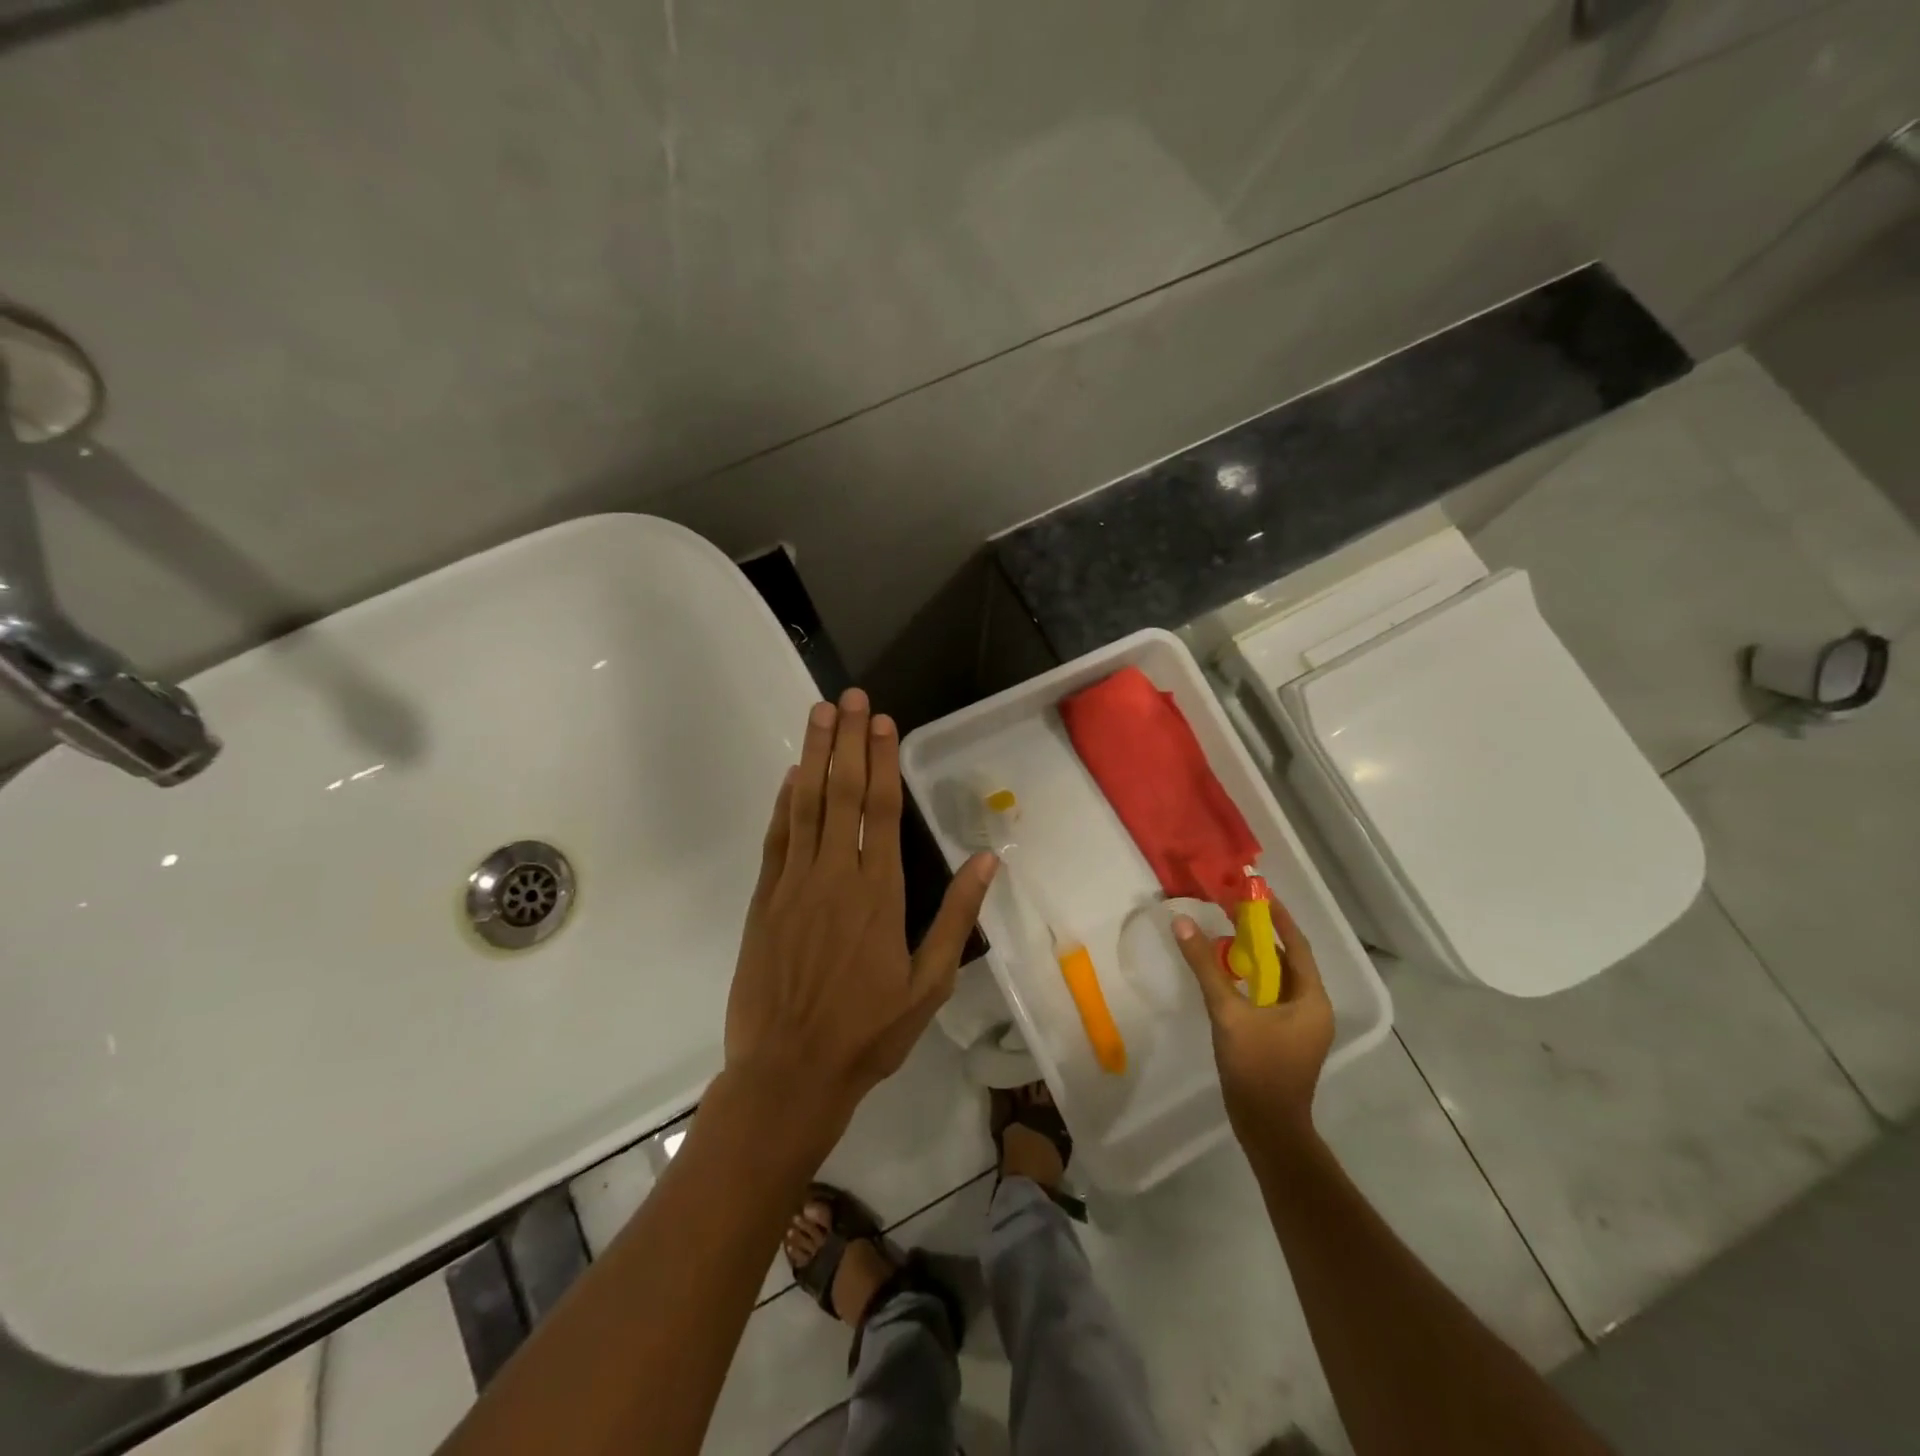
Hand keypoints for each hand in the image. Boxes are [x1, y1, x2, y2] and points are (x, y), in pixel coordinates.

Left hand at [723, 688, 996, 1156]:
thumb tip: (986, 860)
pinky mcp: (764, 900)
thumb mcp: (929, 984)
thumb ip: (956, 917)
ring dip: (815, 756)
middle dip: (848, 740)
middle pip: (843, 793)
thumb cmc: (868, 1032)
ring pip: (807, 805)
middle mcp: (836, 876)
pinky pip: (776, 839)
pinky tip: (792, 775)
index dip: (883, 760)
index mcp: (880, 893)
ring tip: (819, 713)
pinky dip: (784, 803)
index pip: (884, 810)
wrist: (789, 1073)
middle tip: (849, 697)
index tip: (883, 721)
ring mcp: (794, 885)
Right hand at [1175, 900, 1333, 1148]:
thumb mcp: (1227, 1013)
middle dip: (1262, 934)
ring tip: (1226, 934)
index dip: (1277, 917)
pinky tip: (1227, 974)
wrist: (1268, 1129)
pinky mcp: (1286, 1038)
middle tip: (1233, 910)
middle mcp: (1313, 1008)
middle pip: (1288, 960)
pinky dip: (1252, 980)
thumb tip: (1183, 923)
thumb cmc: (1256, 1068)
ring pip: (1278, 979)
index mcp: (1312, 999)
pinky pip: (1271, 996)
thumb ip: (1205, 967)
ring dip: (1255, 957)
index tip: (1257, 892)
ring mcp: (1301, 1026)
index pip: (1297, 945)